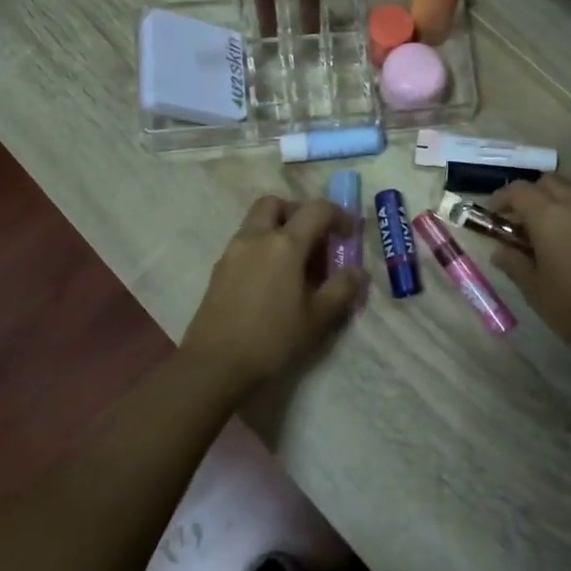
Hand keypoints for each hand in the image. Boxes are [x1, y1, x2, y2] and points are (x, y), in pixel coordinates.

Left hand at [181, 196, 366, 389]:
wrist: (214, 366)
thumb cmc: (272, 339)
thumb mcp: (317, 318)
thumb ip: (341, 290)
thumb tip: (357, 272)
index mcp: (284, 244)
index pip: (316, 211)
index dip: (338, 215)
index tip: (349, 233)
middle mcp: (256, 238)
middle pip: (275, 204)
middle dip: (298, 212)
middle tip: (314, 238)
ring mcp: (232, 252)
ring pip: (256, 222)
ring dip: (278, 229)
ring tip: (295, 264)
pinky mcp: (218, 270)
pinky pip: (245, 244)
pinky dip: (262, 248)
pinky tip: (272, 281)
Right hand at [490, 177, 570, 361]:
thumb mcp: (533, 288)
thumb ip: (513, 262)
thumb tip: (500, 251)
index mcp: (550, 216)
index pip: (519, 190)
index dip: (501, 198)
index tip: (492, 214)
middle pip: (547, 182)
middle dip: (529, 195)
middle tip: (517, 221)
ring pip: (570, 192)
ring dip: (552, 202)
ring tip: (541, 233)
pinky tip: (566, 243)